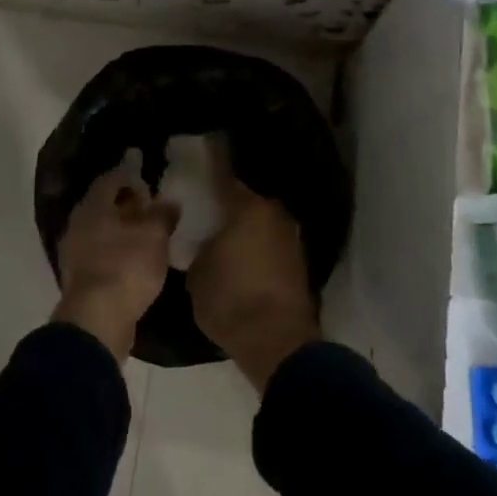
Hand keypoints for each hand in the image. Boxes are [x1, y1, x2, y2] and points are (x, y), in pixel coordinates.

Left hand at [53, 163, 177, 360]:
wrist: (97, 320)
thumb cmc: (127, 267)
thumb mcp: (155, 237)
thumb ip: (163, 215)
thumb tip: (170, 203)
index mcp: (92, 207)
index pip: (110, 180)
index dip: (131, 178)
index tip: (150, 186)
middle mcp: (77, 225)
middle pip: (103, 206)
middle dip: (127, 206)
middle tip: (151, 211)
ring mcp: (74, 254)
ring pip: (100, 232)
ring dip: (122, 231)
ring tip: (147, 237)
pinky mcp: (78, 279)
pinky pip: (99, 255)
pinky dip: (116, 253)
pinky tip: (135, 262)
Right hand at [188, 172, 319, 391]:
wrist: (278, 343)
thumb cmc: (231, 300)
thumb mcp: (197, 274)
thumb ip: (200, 248)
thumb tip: (207, 243)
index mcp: (247, 207)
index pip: (224, 174)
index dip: (211, 163)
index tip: (202, 152)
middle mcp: (274, 214)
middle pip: (247, 199)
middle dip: (229, 201)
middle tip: (207, 203)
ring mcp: (291, 239)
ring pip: (262, 222)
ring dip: (246, 225)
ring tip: (223, 231)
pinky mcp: (299, 264)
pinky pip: (271, 243)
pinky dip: (258, 246)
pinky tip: (241, 254)